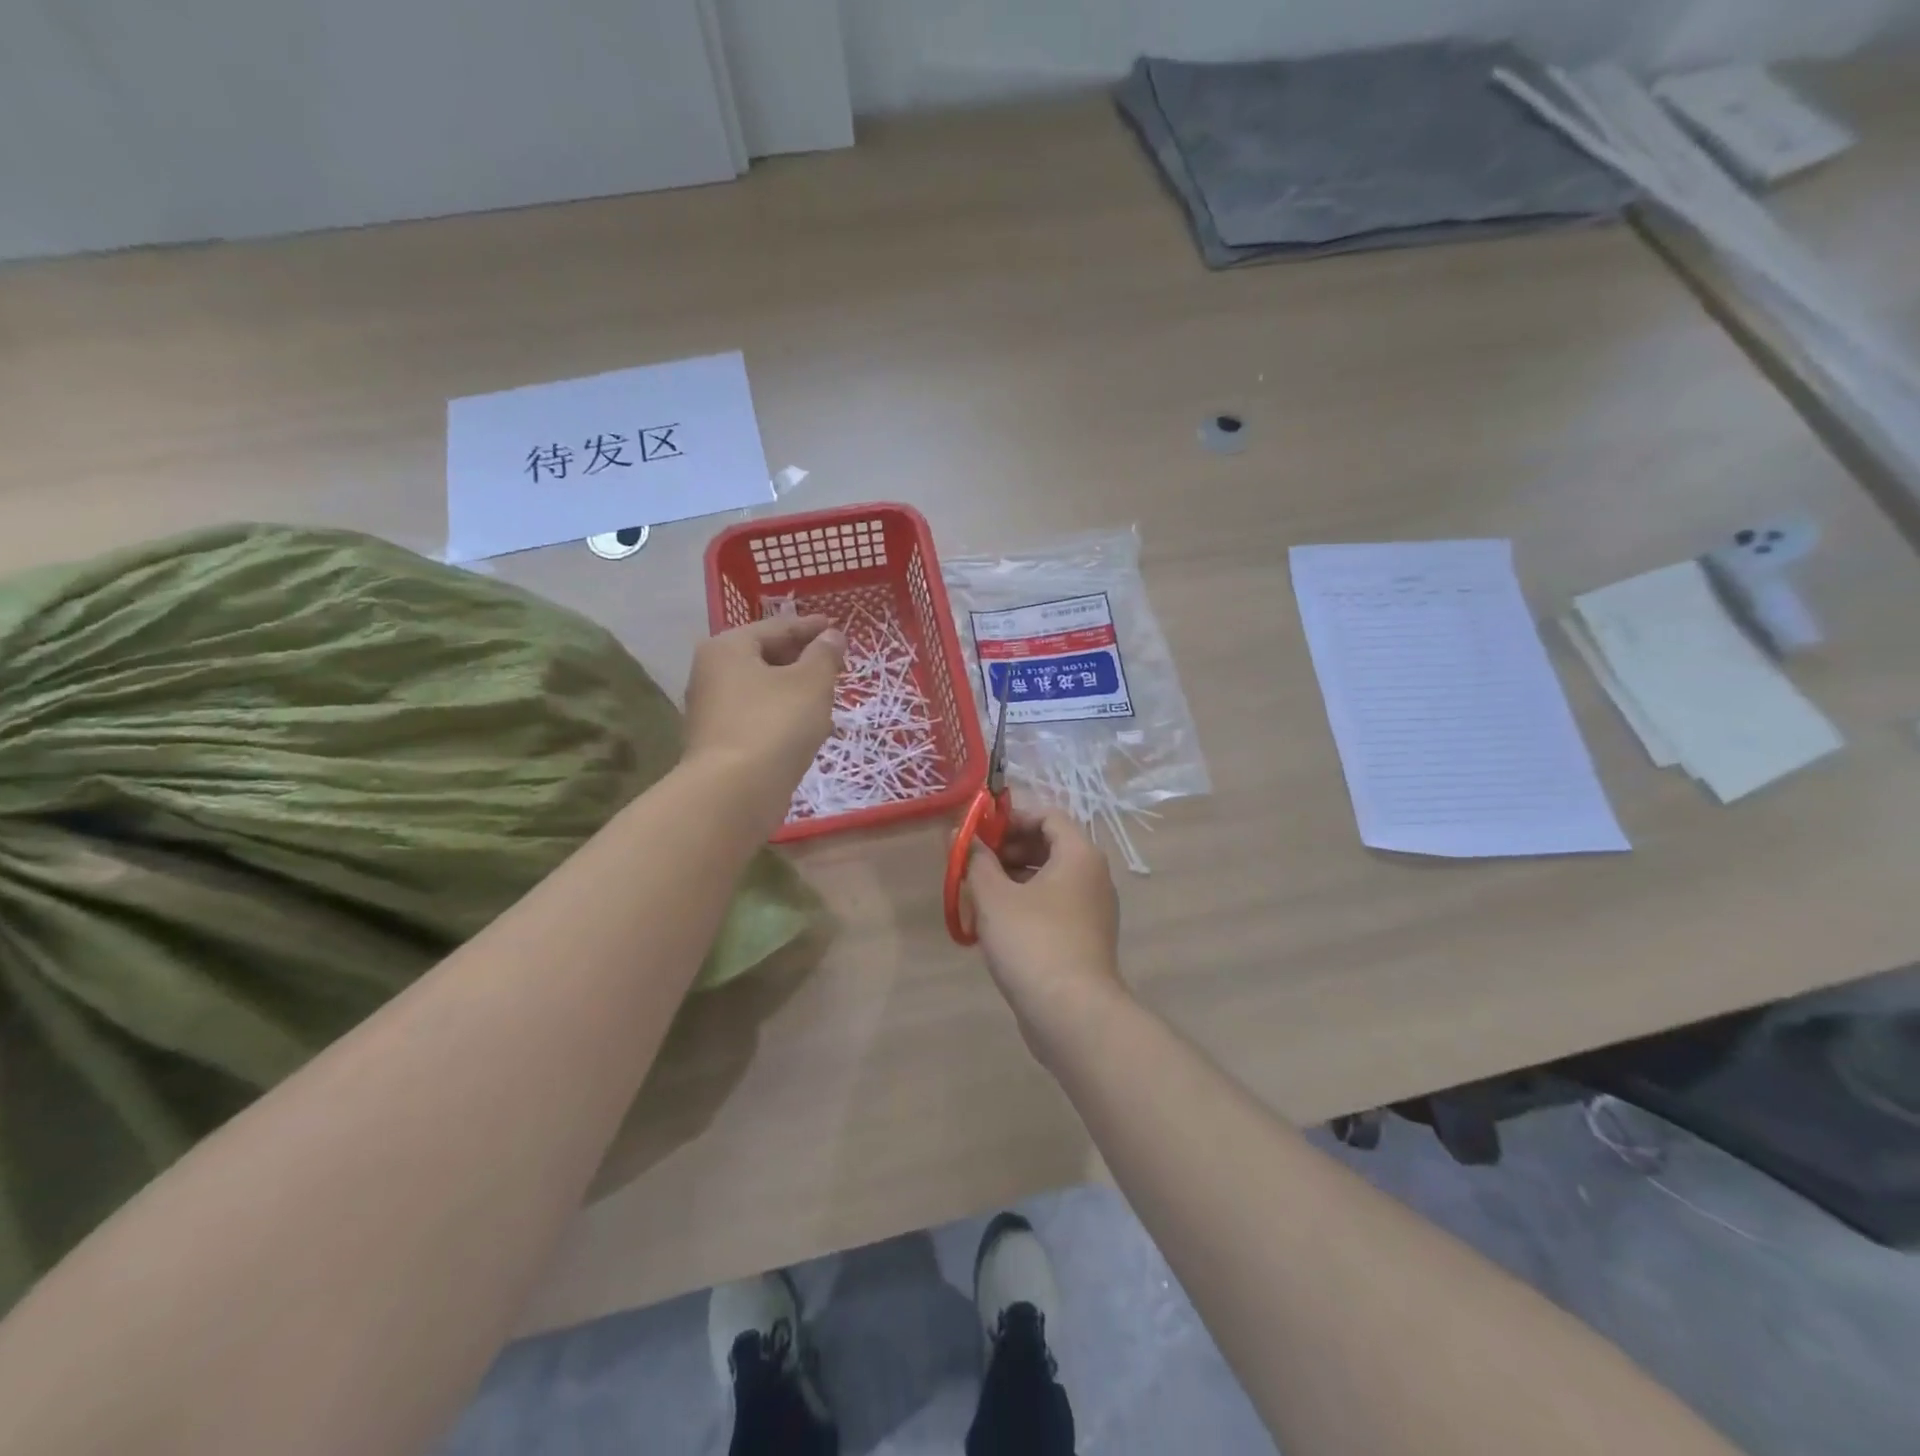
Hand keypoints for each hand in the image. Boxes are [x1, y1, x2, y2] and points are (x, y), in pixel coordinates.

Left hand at [683, 616, 843, 819]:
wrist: (735, 792)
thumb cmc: (775, 724)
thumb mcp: (811, 683)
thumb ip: (824, 655)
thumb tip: (832, 636)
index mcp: (728, 648)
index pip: (777, 627)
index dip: (811, 627)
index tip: (836, 627)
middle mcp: (712, 674)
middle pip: (766, 657)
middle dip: (802, 659)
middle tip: (835, 663)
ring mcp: (712, 711)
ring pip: (763, 690)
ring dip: (795, 691)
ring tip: (828, 696)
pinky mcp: (720, 744)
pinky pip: (759, 718)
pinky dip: (784, 716)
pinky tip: (809, 729)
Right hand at [966, 809, 1124, 1055]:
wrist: (1072, 1014)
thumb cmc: (1032, 942)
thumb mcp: (993, 897)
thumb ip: (975, 860)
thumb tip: (961, 835)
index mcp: (1080, 855)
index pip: (1048, 816)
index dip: (1012, 818)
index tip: (980, 833)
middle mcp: (1094, 876)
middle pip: (1050, 846)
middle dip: (1009, 849)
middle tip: (975, 863)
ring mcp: (1093, 910)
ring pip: (1050, 879)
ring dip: (1014, 879)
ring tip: (979, 894)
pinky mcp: (1086, 939)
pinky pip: (1054, 907)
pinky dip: (1027, 904)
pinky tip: (996, 925)